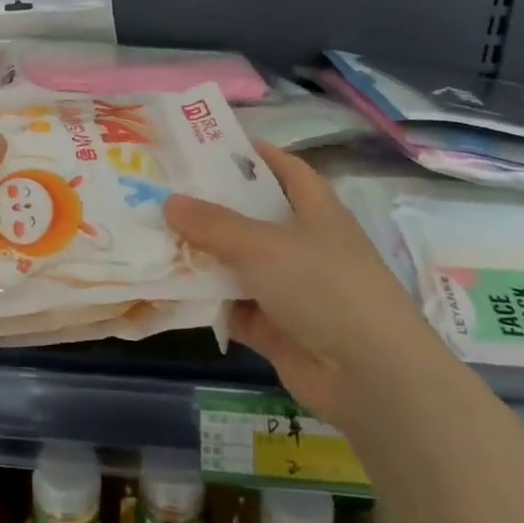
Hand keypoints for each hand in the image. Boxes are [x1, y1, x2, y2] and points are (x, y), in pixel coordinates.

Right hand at [165, 141, 419, 426]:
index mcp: (315, 208)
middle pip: (252, 215)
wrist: (370, 376)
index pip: (283, 168)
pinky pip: (234, 305)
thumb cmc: (322, 285)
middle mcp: (304, 242)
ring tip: (153, 235)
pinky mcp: (277, 328)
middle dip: (212, 205)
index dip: (251, 154)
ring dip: (204, 255)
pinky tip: (168, 289)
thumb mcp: (262, 244)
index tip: (205, 146)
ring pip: (239, 262)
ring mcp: (291, 287)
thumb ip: (213, 223)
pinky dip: (208, 300)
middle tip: (163, 190)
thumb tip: (169, 202)